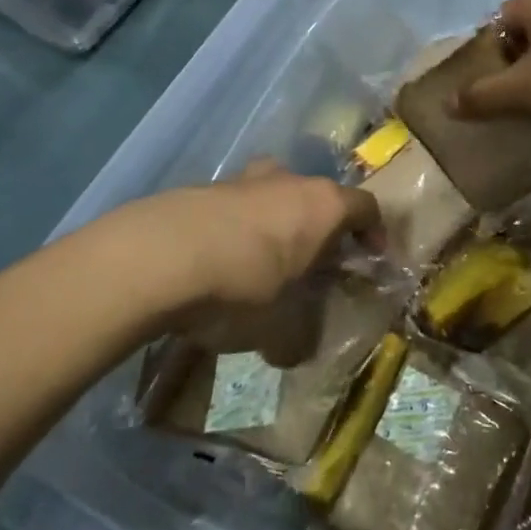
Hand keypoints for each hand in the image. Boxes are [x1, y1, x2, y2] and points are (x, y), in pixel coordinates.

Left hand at [147, 162, 379, 365]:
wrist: (156, 258)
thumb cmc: (241, 288)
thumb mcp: (279, 329)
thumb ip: (298, 338)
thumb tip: (295, 351)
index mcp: (322, 205)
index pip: (366, 208)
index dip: (374, 233)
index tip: (371, 259)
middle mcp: (288, 180)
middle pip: (318, 198)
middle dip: (320, 230)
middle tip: (312, 266)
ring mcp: (243, 179)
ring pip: (273, 197)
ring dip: (274, 226)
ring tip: (260, 266)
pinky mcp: (202, 187)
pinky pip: (234, 207)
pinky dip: (236, 229)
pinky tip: (217, 263)